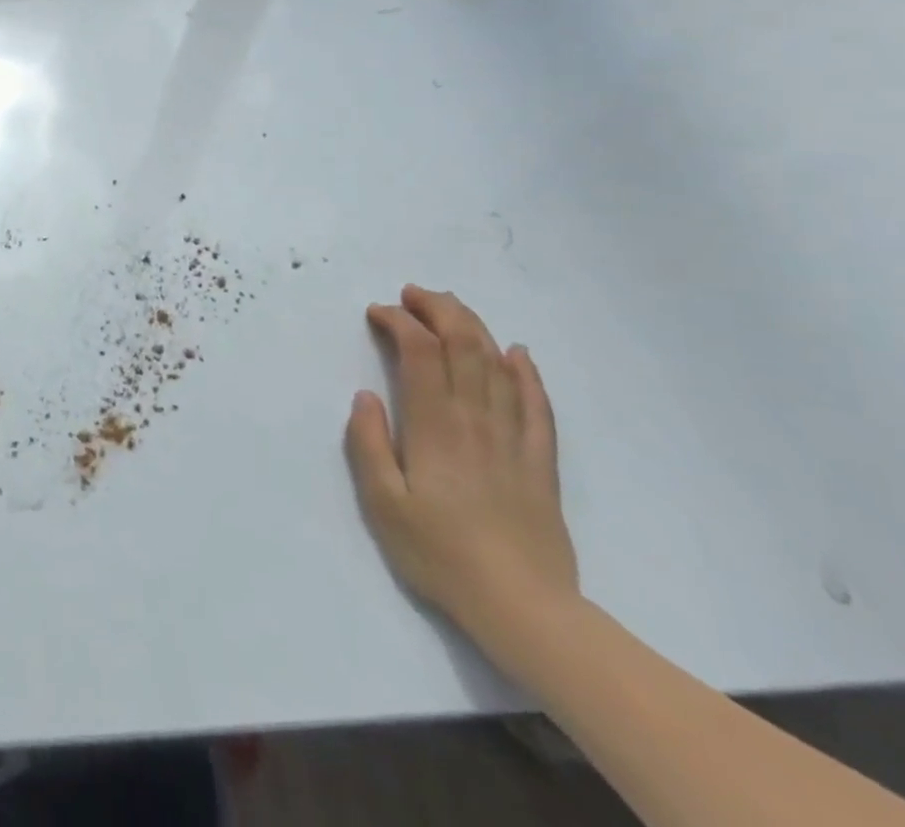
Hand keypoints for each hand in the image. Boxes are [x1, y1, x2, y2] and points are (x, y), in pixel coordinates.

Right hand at [346, 285, 578, 652]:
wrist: (524, 608)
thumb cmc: (440, 554)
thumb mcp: (383, 503)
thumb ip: (368, 444)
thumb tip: (365, 396)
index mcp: (434, 427)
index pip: (421, 354)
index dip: (400, 323)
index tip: (377, 312)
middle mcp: (475, 421)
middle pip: (464, 346)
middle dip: (438, 310)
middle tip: (412, 295)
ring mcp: (513, 439)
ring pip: (498, 366)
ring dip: (473, 327)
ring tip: (449, 307)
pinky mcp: (540, 462)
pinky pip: (537, 406)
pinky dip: (527, 373)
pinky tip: (518, 353)